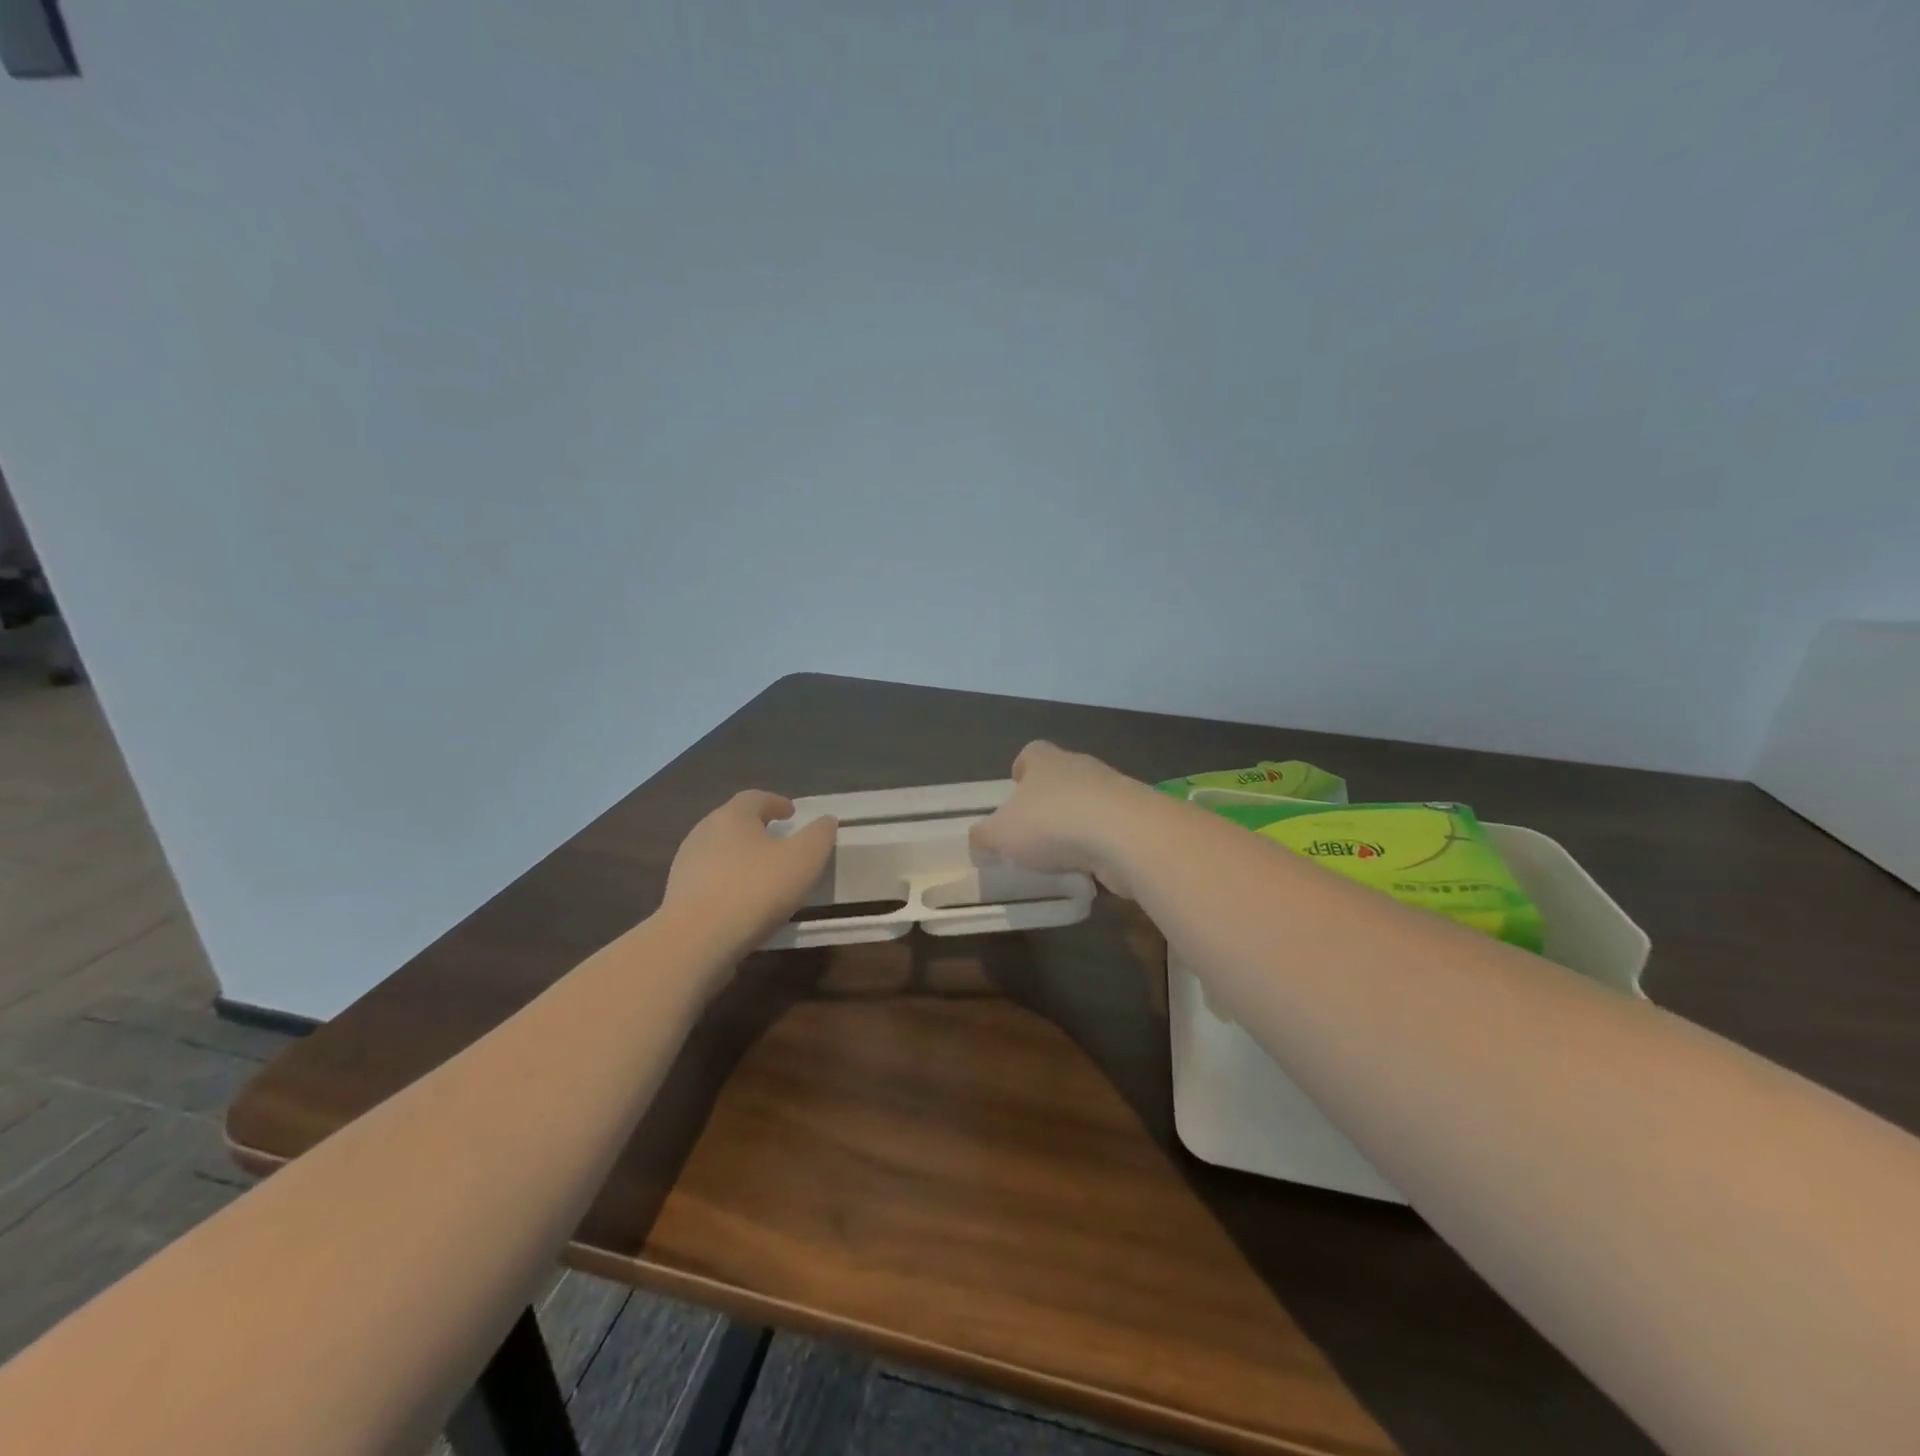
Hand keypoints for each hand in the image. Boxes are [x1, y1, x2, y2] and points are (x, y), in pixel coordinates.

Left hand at [664, 791, 836, 945]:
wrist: (696, 941)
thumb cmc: (756, 889)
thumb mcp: (804, 858)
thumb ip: (819, 835)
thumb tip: (826, 821)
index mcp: (732, 816)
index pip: (755, 798)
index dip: (776, 803)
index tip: (791, 813)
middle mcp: (704, 832)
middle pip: (734, 822)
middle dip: (757, 828)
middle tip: (779, 841)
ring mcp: (686, 865)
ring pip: (719, 852)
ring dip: (741, 858)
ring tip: (763, 875)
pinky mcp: (678, 896)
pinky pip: (710, 881)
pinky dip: (728, 883)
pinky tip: (743, 903)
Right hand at [969, 741, 1152, 897]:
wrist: (1127, 837)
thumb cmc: (1053, 824)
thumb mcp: (1001, 834)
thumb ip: (984, 836)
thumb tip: (978, 840)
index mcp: (1045, 760)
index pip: (1031, 754)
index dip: (1021, 771)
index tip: (1014, 792)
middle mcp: (1080, 767)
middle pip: (1060, 778)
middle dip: (1048, 802)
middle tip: (1032, 832)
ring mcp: (1114, 790)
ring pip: (1088, 804)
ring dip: (1076, 826)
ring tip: (1060, 857)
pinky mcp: (1137, 818)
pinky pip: (1110, 830)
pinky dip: (1099, 847)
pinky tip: (1089, 870)